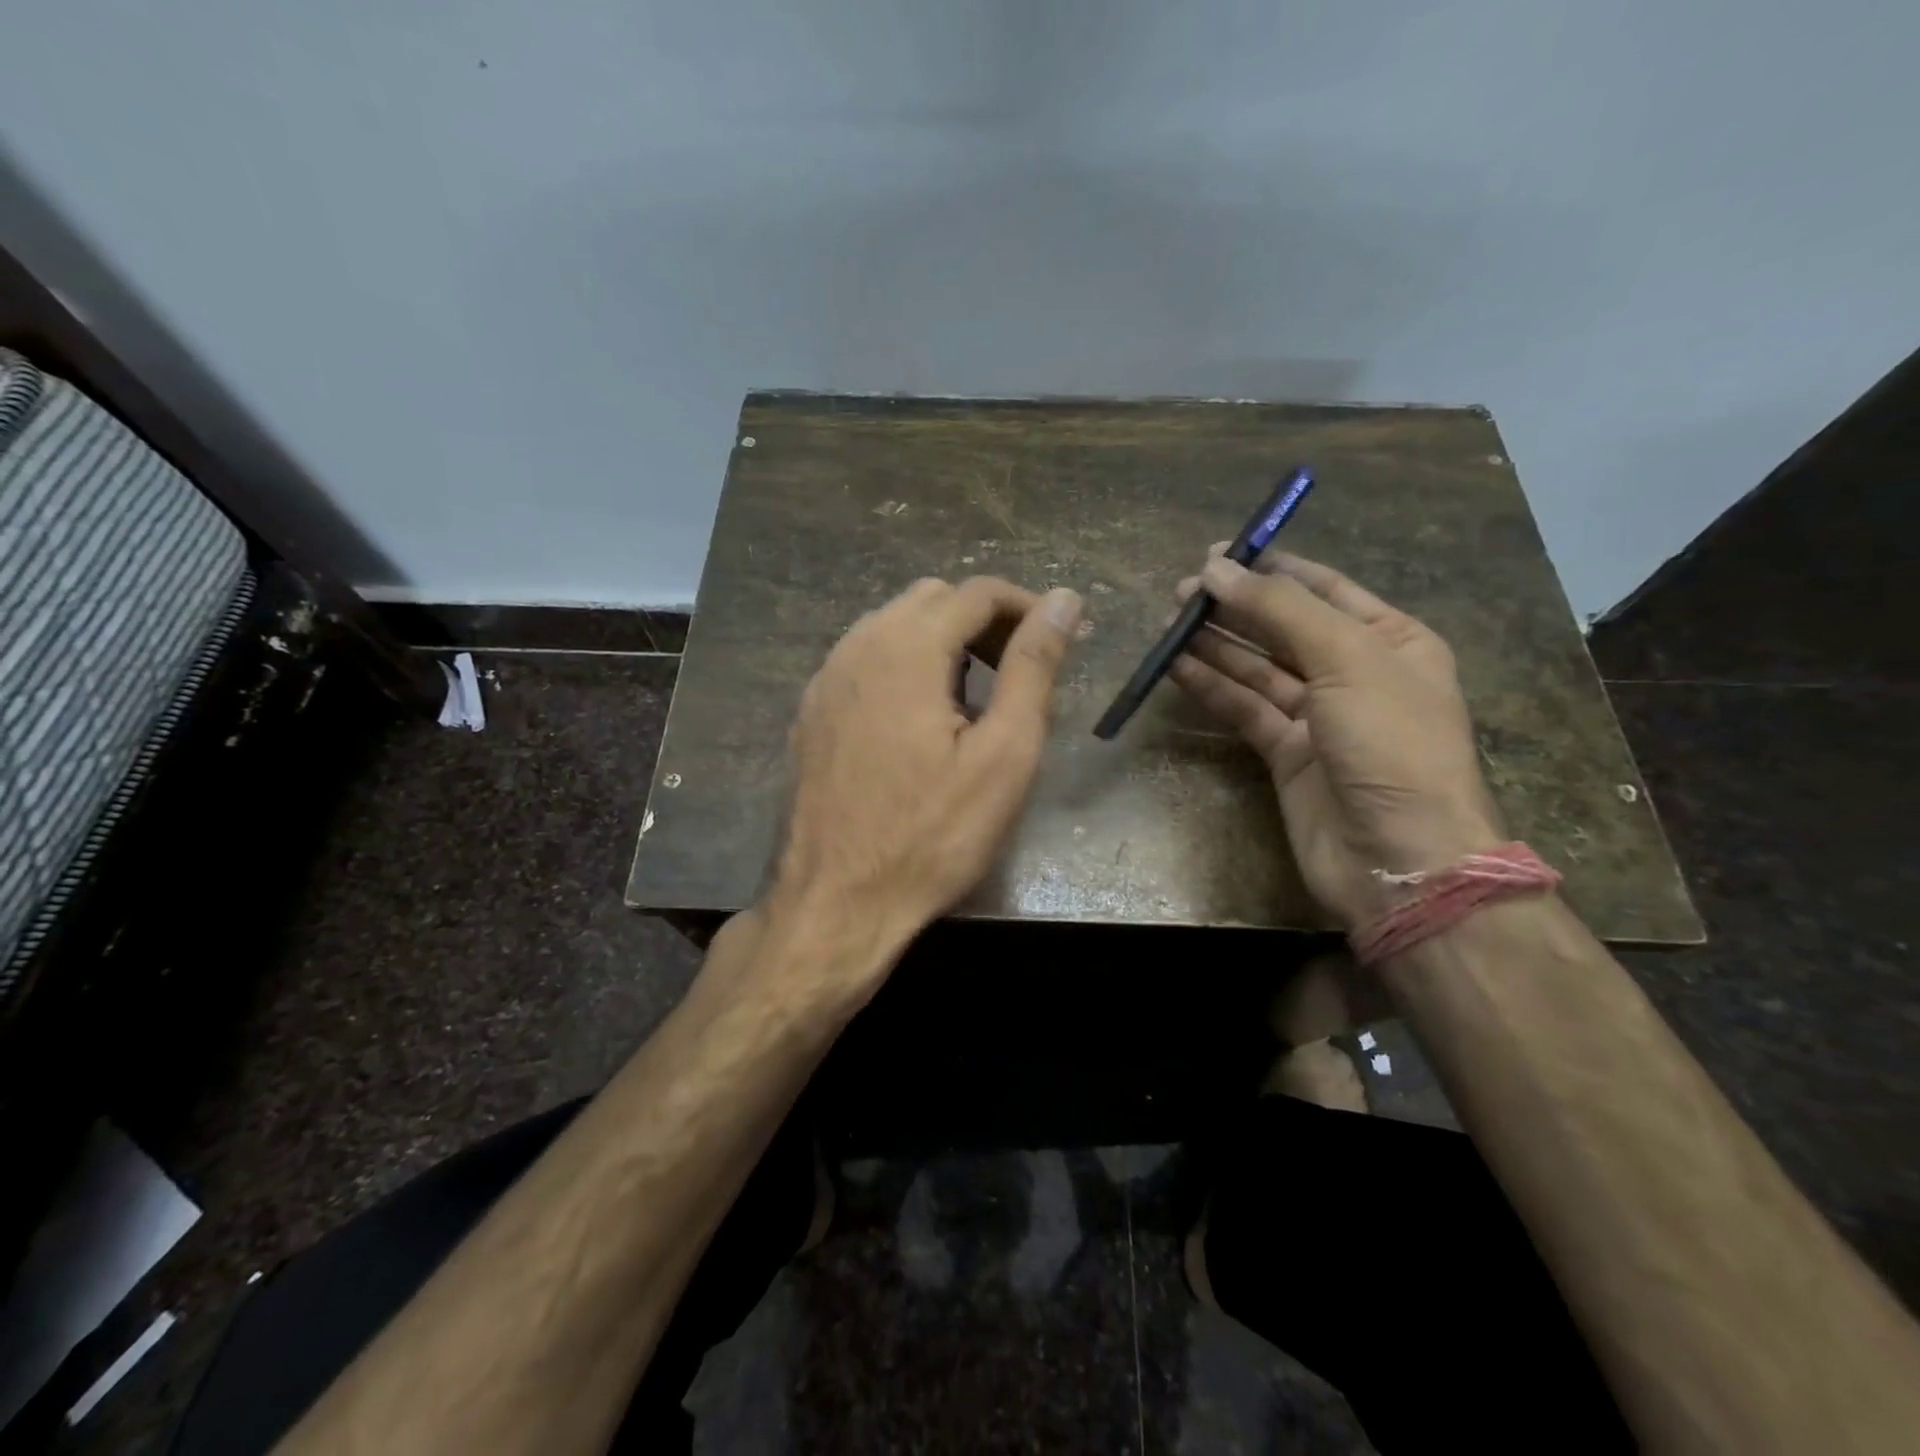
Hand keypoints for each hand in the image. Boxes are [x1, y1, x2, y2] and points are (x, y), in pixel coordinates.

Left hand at [772, 576, 1081, 957]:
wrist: (835, 902)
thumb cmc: (932, 836)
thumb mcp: (1004, 754)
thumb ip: (1034, 667)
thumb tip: (1064, 599)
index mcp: (906, 648)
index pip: (977, 592)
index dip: (1026, 607)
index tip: (1057, 642)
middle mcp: (857, 646)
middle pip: (932, 599)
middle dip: (983, 621)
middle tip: (1017, 672)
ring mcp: (825, 679)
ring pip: (893, 625)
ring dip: (942, 642)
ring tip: (975, 697)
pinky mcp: (811, 711)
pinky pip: (864, 660)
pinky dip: (903, 666)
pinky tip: (920, 720)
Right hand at [1168, 551, 1503, 931]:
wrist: (1399, 858)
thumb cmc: (1391, 744)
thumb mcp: (1347, 659)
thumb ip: (1280, 610)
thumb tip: (1216, 568)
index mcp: (1392, 641)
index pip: (1324, 590)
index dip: (1272, 570)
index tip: (1219, 554)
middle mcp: (1355, 673)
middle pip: (1285, 628)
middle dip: (1237, 607)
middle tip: (1183, 592)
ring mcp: (1319, 717)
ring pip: (1258, 669)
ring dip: (1217, 645)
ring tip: (1170, 623)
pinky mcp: (1285, 754)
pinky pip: (1244, 708)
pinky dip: (1212, 687)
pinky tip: (1177, 666)